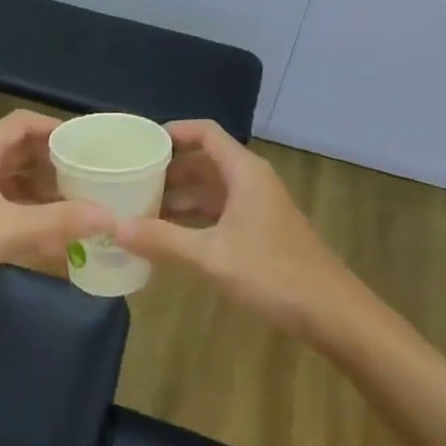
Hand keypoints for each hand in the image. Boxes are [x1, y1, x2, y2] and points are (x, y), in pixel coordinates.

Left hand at [0, 111, 112, 323]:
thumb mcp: (8, 229)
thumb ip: (60, 221)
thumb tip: (111, 215)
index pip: (23, 123)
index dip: (56, 127)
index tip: (89, 142)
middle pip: (22, 152)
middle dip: (56, 162)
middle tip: (94, 175)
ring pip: (17, 183)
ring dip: (46, 192)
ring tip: (83, 204)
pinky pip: (9, 210)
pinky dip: (32, 218)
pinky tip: (57, 238)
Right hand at [115, 121, 364, 339]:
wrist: (332, 313)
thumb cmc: (272, 273)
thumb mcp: (210, 256)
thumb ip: (161, 240)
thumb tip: (113, 226)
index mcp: (244, 172)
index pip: (205, 133)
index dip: (173, 132)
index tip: (139, 143)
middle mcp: (251, 182)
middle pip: (204, 161)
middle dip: (168, 170)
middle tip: (129, 181)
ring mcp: (257, 208)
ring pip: (211, 190)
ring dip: (179, 198)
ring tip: (140, 210)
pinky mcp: (260, 232)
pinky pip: (219, 214)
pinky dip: (193, 220)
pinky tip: (169, 238)